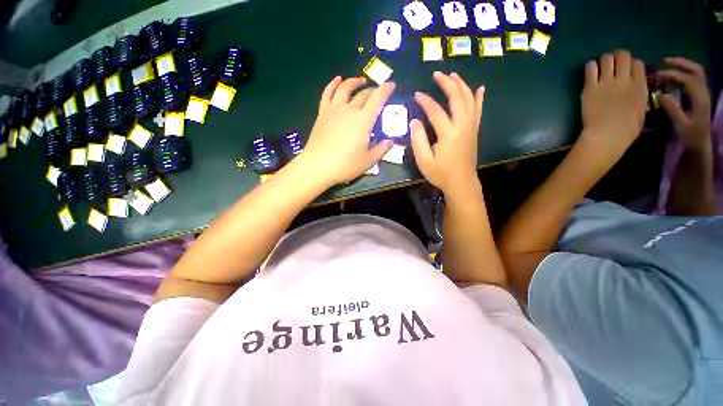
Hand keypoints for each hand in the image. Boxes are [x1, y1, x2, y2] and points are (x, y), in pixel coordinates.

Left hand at [301, 76, 394, 185]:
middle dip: (373, 90)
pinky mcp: (322, 113)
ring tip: (360, 80)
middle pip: (363, 94)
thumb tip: (390, 142)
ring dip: (354, 82)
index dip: (386, 90)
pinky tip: (337, 80)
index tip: (392, 85)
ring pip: (345, 89)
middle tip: (378, 92)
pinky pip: (327, 93)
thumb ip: (381, 150)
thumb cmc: (345, 165)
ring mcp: (334, 109)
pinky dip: (333, 84)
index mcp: (363, 120)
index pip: (378, 99)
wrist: (318, 166)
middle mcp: (349, 110)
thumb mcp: (368, 161)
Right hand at [410, 72, 484, 194]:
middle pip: (457, 98)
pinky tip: (480, 88)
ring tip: (453, 74)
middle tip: (437, 74)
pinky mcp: (474, 130)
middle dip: (447, 83)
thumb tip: (414, 121)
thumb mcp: (424, 160)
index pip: (436, 111)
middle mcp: (463, 125)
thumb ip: (418, 140)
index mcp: (448, 134)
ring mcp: (471, 127)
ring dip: (461, 85)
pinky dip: (479, 98)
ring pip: (469, 100)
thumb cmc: (440, 173)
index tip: (417, 94)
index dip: (425, 101)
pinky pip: (478, 110)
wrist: (461, 182)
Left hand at [579, 50, 647, 159]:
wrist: (606, 135)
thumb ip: (638, 94)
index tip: (626, 71)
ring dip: (604, 61)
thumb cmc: (626, 129)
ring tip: (601, 69)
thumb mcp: (641, 109)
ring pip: (606, 58)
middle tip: (612, 65)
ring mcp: (606, 82)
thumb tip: (634, 88)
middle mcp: (624, 79)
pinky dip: (590, 67)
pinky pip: (590, 67)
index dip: (631, 65)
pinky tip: (591, 74)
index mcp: (640, 85)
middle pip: (622, 55)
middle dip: (618, 57)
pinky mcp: (590, 87)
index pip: (637, 63)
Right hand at [656, 58, 711, 149]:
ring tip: (668, 65)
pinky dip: (685, 71)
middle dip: (681, 63)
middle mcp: (704, 92)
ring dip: (683, 65)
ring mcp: (703, 92)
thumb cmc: (690, 135)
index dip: (673, 74)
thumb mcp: (681, 125)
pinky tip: (675, 74)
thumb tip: (662, 94)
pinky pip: (694, 77)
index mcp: (700, 98)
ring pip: (696, 71)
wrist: (701, 142)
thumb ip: (673, 109)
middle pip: (696, 70)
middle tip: (664, 62)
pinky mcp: (700, 94)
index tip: (658, 75)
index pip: (688, 79)